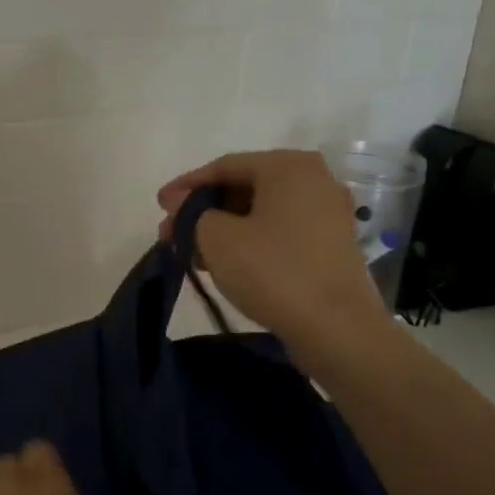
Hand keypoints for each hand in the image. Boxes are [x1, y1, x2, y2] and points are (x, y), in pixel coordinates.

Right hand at [157, 149, 391, 353]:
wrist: (336, 328)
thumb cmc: (273, 271)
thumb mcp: (216, 238)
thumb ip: (191, 213)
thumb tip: (180, 203)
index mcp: (288, 166)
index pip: (224, 166)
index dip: (186, 186)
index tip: (158, 206)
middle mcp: (314, 180)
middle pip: (244, 187)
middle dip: (203, 210)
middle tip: (170, 234)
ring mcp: (327, 214)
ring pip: (260, 212)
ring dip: (222, 229)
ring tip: (191, 253)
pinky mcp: (330, 245)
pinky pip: (279, 232)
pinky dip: (248, 241)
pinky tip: (223, 263)